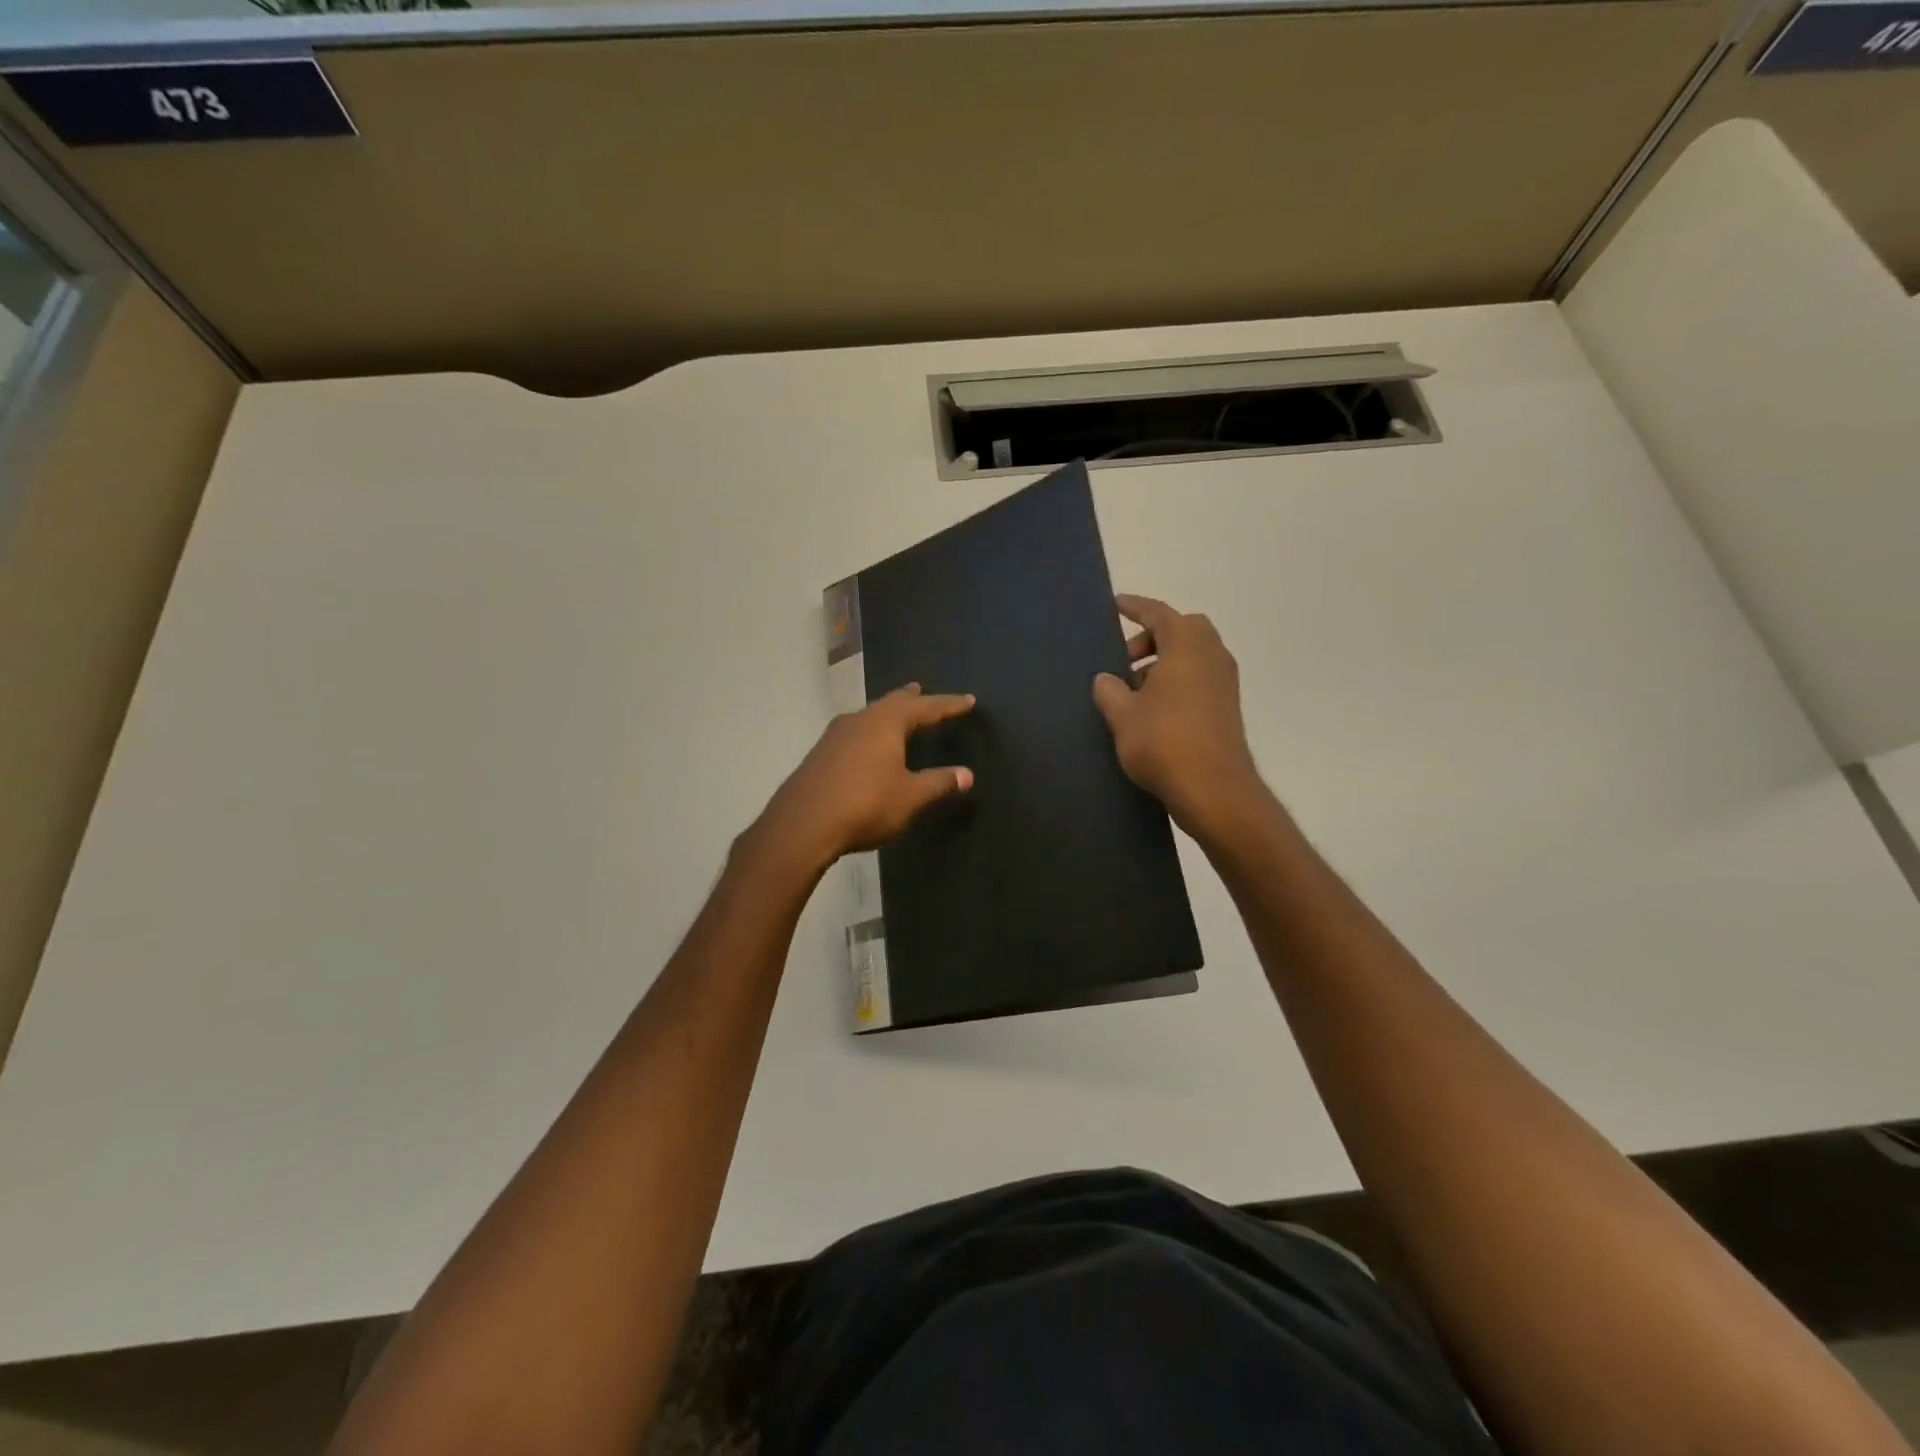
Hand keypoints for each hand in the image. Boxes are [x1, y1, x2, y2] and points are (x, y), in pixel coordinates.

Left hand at [748, 684, 975, 874]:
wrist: (803, 825)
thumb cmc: (866, 805)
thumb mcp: (911, 797)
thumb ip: (939, 783)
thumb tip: (967, 774)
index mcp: (887, 722)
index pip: (926, 707)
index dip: (949, 705)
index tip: (968, 701)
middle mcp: (860, 719)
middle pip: (892, 702)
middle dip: (911, 699)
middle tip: (923, 690)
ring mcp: (835, 735)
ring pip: (869, 715)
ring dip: (887, 713)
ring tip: (898, 713)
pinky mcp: (821, 754)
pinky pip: (854, 732)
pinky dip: (870, 731)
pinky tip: (867, 744)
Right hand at [1094, 594, 1263, 839]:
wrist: (1214, 790)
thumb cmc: (1164, 742)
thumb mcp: (1122, 715)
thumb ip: (1109, 691)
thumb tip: (1106, 679)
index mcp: (1187, 646)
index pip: (1158, 613)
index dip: (1135, 607)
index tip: (1116, 604)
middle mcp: (1212, 655)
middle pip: (1181, 630)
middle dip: (1152, 637)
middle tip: (1124, 658)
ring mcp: (1224, 682)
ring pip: (1191, 656)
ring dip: (1163, 662)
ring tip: (1132, 690)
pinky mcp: (1227, 707)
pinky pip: (1198, 678)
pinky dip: (1176, 681)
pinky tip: (1152, 710)